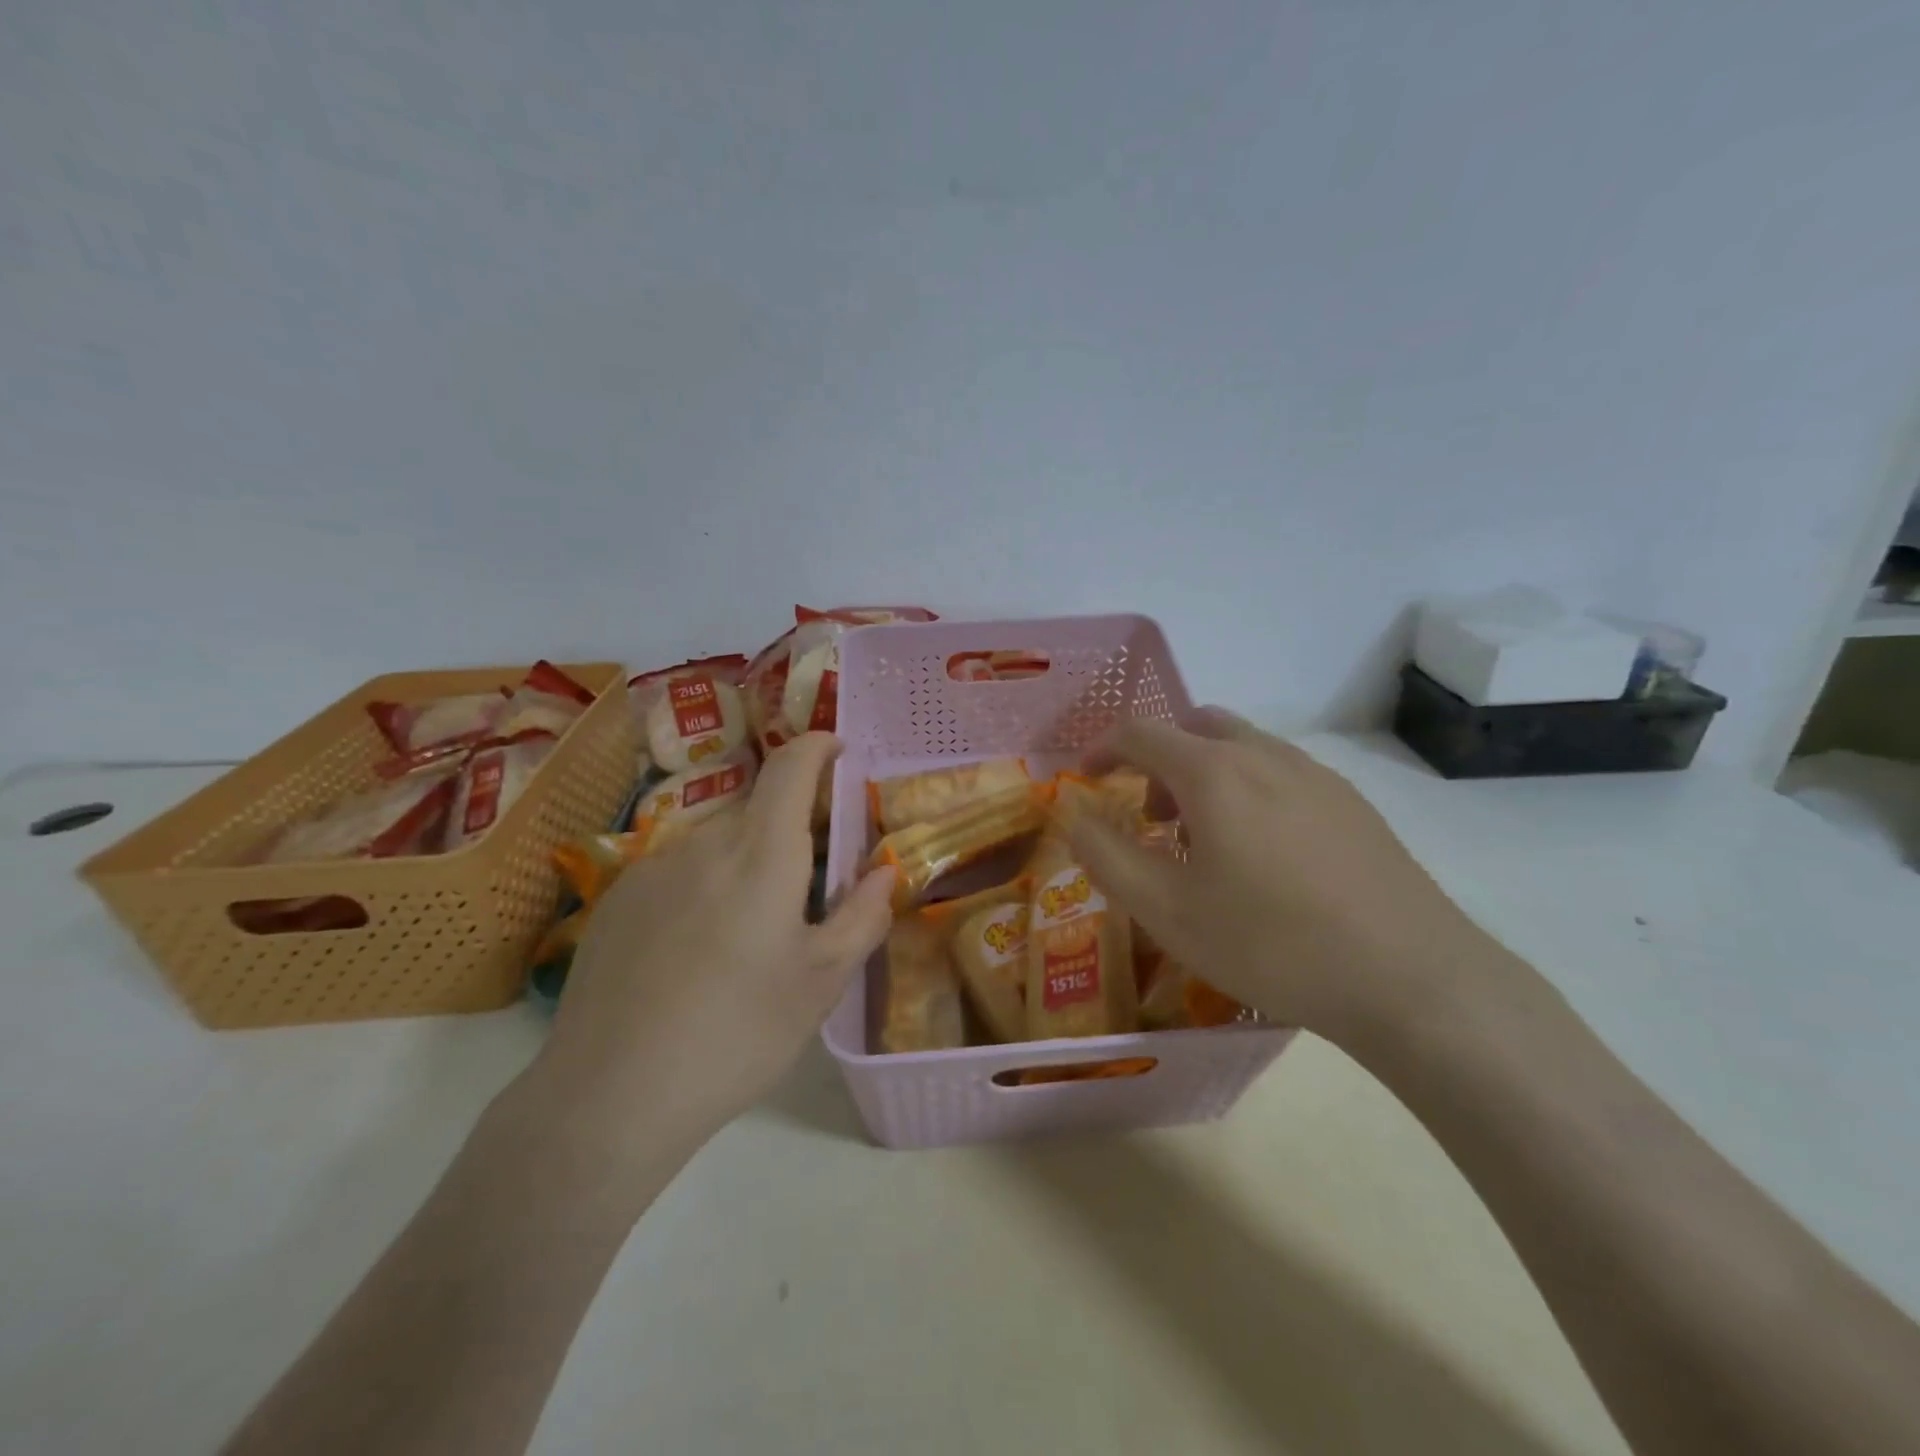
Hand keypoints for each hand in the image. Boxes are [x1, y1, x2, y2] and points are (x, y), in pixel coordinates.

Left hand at [525, 733, 895, 1144]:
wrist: (609, 1097)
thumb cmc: (737, 1035)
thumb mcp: (821, 983)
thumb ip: (862, 916)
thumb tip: (883, 871)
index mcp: (761, 855)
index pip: (791, 767)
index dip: (818, 746)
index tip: (839, 749)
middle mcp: (703, 843)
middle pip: (757, 811)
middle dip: (791, 830)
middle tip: (808, 888)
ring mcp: (651, 869)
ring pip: (717, 843)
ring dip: (746, 863)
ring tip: (750, 934)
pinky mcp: (617, 900)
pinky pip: (678, 871)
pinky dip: (704, 886)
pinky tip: (696, 952)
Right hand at [1065, 709, 1500, 1044]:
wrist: (1410, 979)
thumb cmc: (1270, 943)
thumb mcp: (1166, 911)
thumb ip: (1107, 855)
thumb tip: (1076, 816)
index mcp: (1213, 771)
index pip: (1140, 732)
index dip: (1102, 749)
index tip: (1087, 779)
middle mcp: (1264, 755)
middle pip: (1195, 727)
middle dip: (1158, 759)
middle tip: (1151, 816)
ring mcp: (1316, 775)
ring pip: (1242, 748)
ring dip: (1205, 774)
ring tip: (1206, 842)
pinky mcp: (1353, 803)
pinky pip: (1281, 773)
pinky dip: (1249, 790)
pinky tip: (1266, 858)